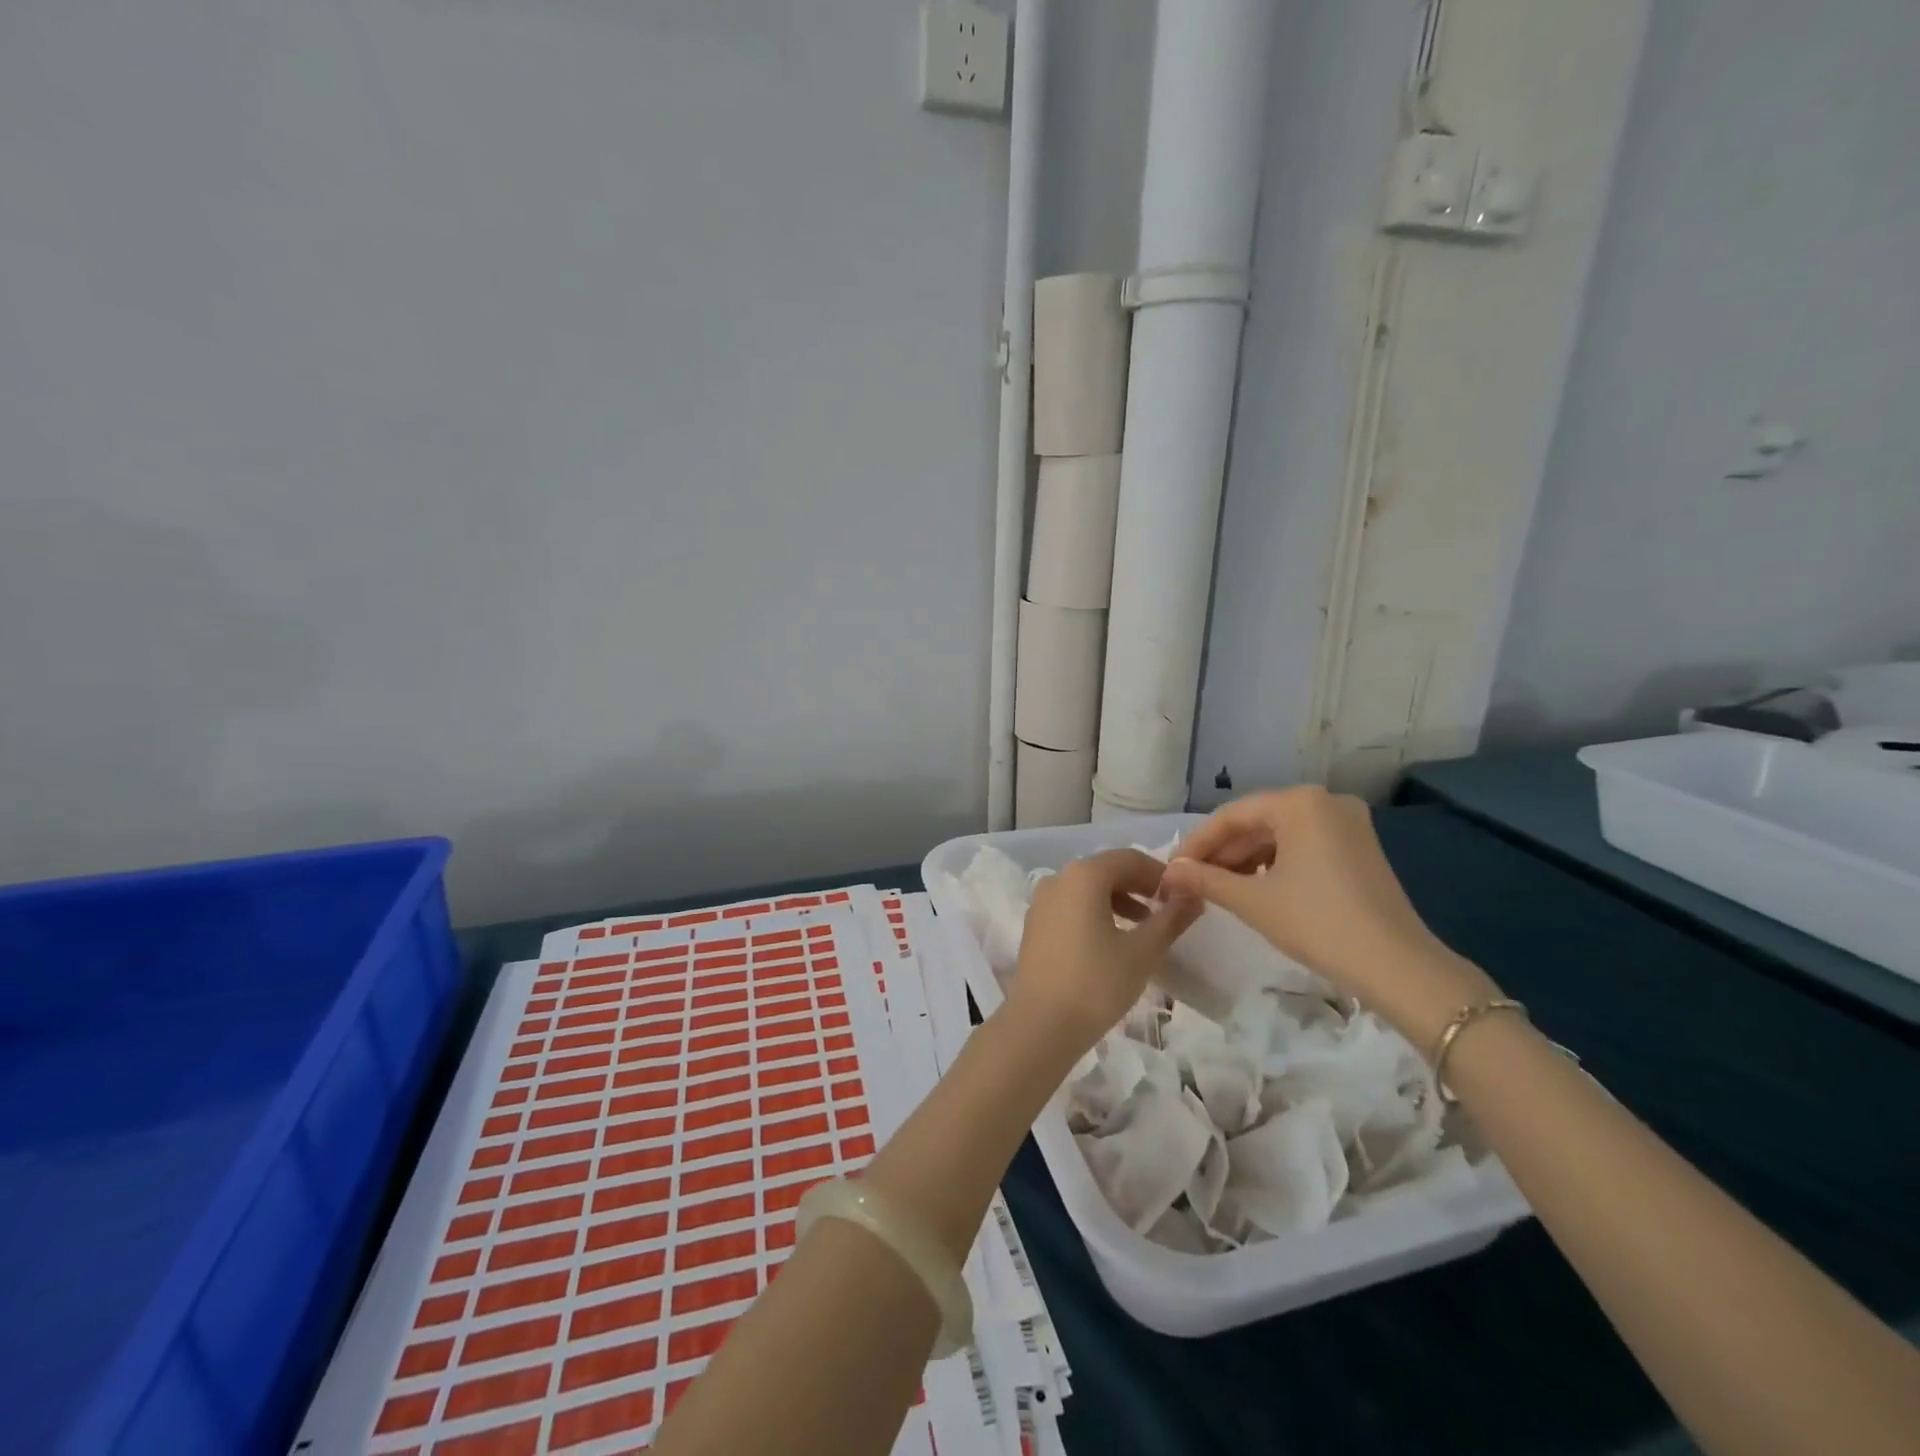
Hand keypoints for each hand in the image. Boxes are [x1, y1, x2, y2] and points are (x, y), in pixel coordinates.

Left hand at [1004, 848, 1199, 1057]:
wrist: (1040, 1024)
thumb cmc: (1096, 983)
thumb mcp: (1143, 951)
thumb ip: (1171, 918)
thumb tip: (1193, 894)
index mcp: (1084, 875)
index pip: (1129, 858)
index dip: (1159, 873)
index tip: (1181, 895)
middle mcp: (1059, 878)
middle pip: (1106, 870)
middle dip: (1139, 885)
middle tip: (1167, 909)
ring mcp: (1042, 901)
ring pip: (1087, 888)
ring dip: (1119, 900)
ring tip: (1144, 927)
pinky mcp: (1035, 924)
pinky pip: (1072, 905)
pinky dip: (1096, 912)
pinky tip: (1113, 940)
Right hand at [1161, 787, 1499, 1046]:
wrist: (1398, 967)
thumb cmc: (1318, 923)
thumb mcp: (1253, 901)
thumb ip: (1205, 879)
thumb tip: (1167, 873)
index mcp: (1299, 802)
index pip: (1231, 815)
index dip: (1196, 844)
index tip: (1171, 870)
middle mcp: (1324, 801)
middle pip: (1256, 822)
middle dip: (1221, 853)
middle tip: (1190, 881)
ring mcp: (1347, 823)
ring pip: (1278, 835)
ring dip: (1245, 860)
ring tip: (1217, 888)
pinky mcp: (1359, 846)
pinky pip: (1302, 845)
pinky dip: (1274, 864)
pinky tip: (1254, 888)